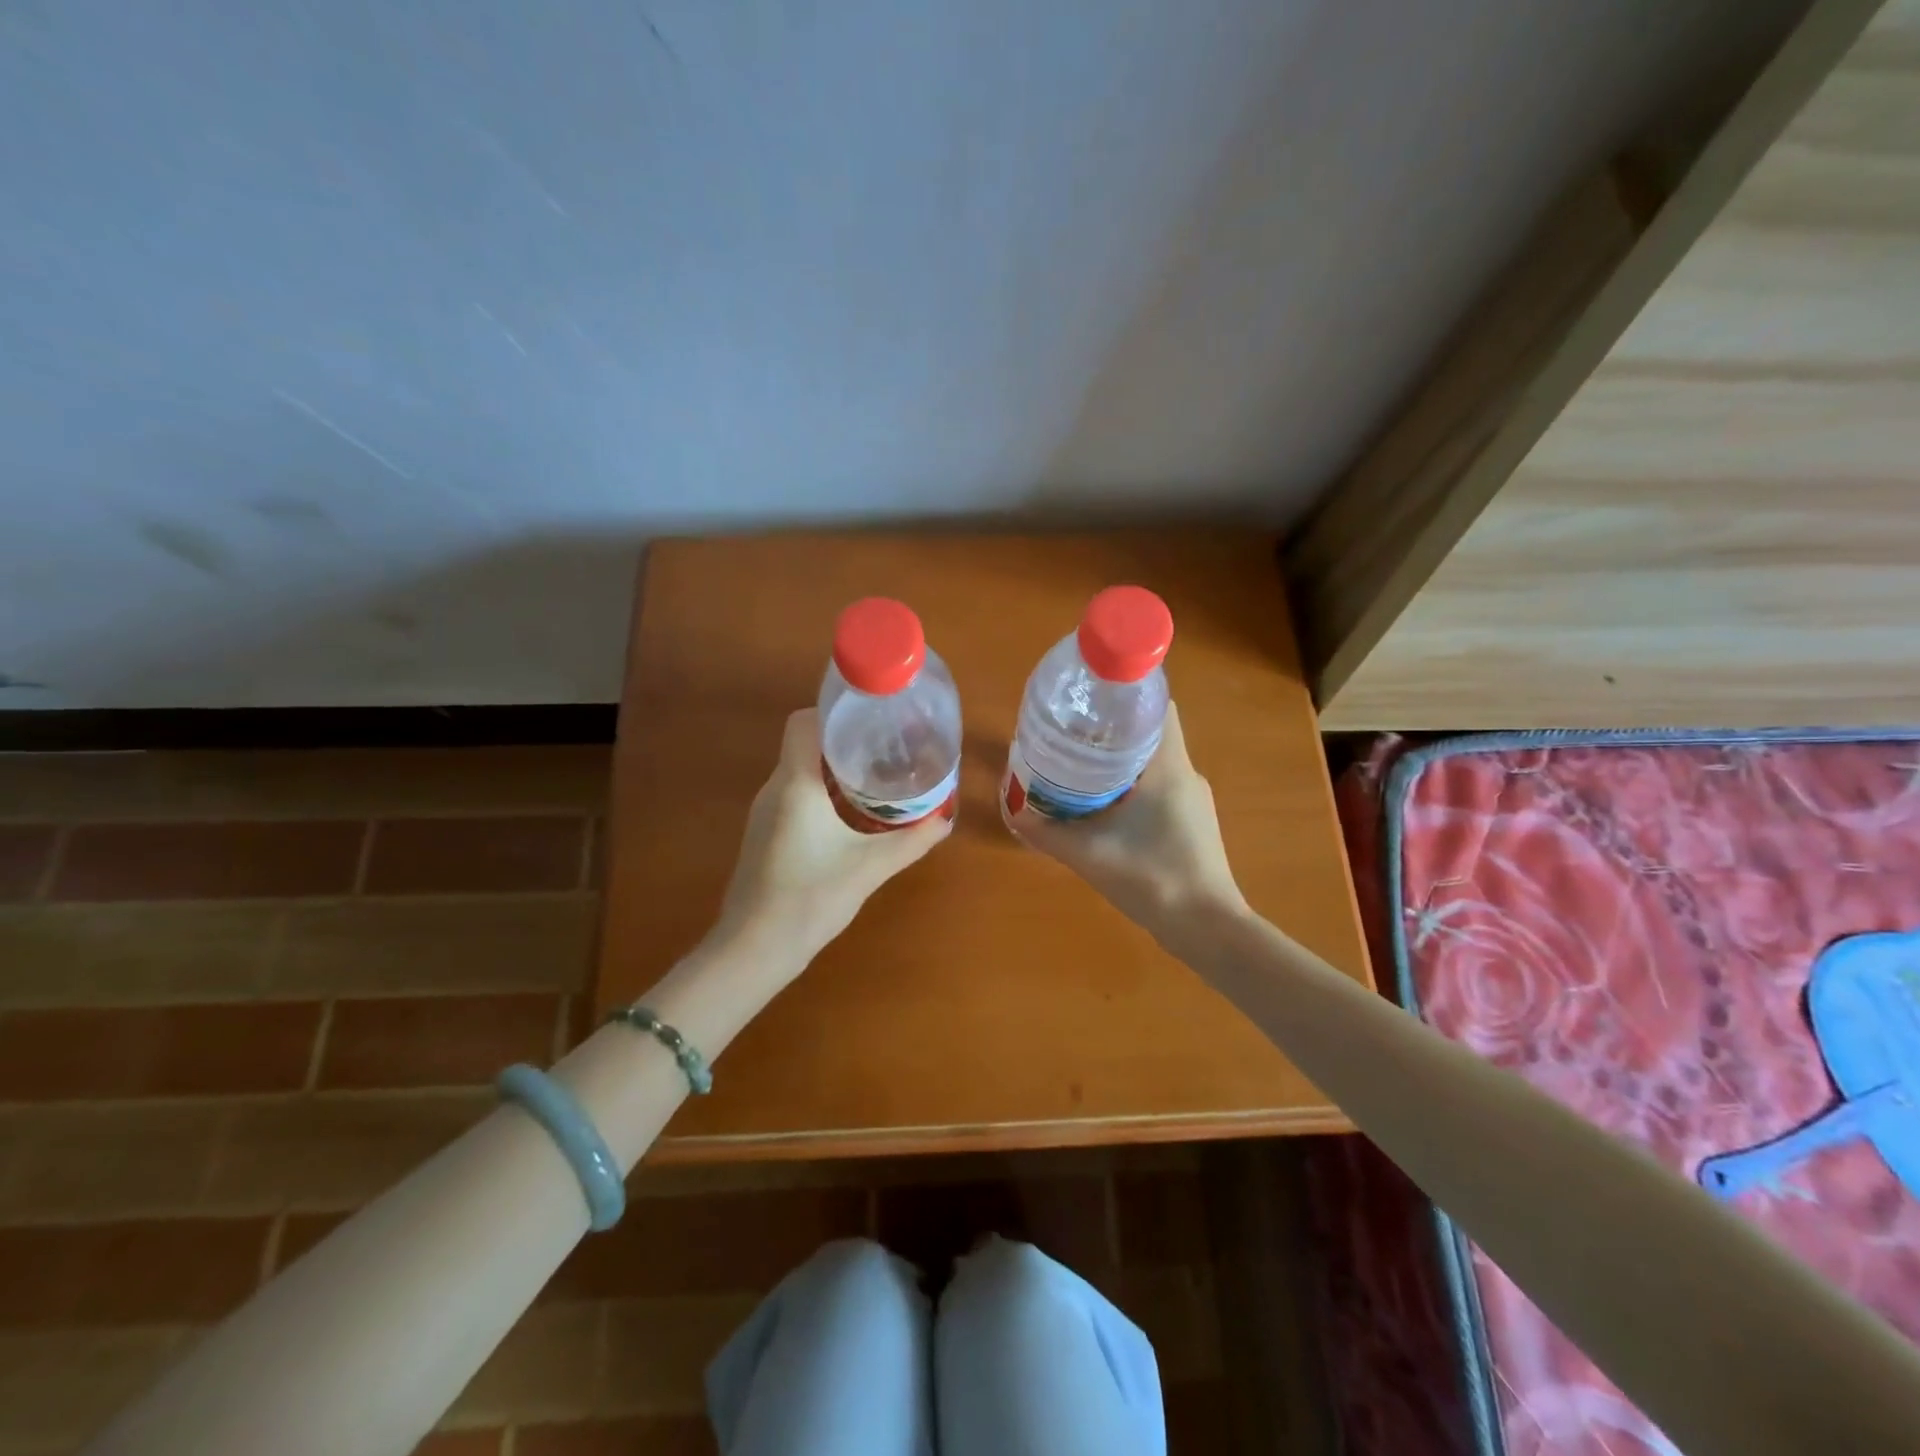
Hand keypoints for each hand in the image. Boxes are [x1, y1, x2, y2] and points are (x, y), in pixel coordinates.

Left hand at [719, 708, 951, 959]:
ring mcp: (765, 812)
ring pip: (801, 771)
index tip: (871, 719)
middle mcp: (775, 789)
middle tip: (887, 747)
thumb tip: (946, 820)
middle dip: (845, 741)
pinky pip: (796, 795)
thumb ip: (911, 841)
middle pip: (806, 744)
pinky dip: (823, 793)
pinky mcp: (765, 834)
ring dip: (835, 769)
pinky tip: (852, 814)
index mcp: (795, 784)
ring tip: (877, 776)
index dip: (835, 712)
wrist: (755, 948)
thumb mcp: (870, 868)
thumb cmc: (810, 898)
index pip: (804, 722)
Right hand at [1008, 703, 1245, 947]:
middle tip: (1073, 732)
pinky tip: (1106, 805)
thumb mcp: (1089, 854)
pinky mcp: (1193, 822)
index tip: (1091, 699)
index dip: (1126, 695)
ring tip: (1082, 765)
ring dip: (1123, 759)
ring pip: (1156, 761)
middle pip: (1151, 732)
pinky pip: (1161, 786)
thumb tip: (1015, 811)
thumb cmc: (1153, 878)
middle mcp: (1187, 773)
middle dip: (1113, 728)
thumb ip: (1047, 832)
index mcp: (1169, 766)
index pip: (1157, 706)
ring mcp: (1194, 800)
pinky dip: (1135, 784)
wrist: (1206, 929)